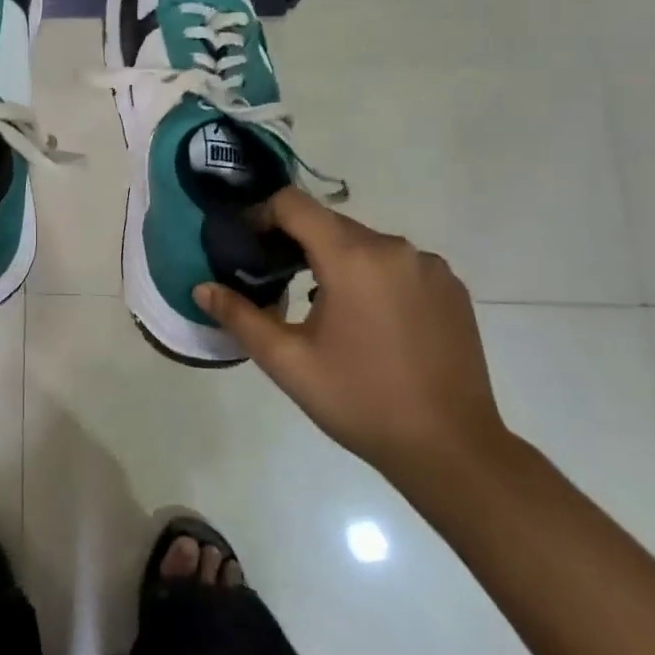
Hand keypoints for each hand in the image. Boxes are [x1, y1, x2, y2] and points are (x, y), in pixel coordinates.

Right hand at [195, 188, 508, 481]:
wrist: (452, 450)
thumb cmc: (360, 401)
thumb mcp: (288, 362)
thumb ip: (239, 316)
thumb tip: (201, 289)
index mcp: (352, 258)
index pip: (294, 204)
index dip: (262, 215)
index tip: (248, 246)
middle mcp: (394, 248)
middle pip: (328, 222)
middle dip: (295, 241)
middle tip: (274, 279)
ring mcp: (429, 266)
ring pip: (363, 243)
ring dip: (334, 259)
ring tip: (320, 305)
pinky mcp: (451, 288)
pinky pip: (396, 263)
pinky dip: (371, 275)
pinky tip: (368, 321)